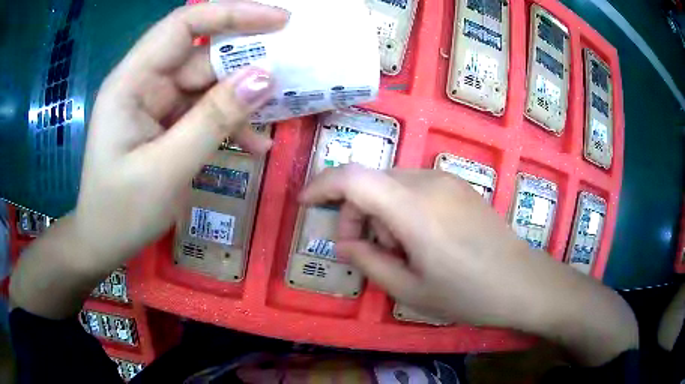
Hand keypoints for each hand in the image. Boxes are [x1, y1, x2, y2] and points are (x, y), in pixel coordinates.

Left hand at [73, 1, 287, 271]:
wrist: (104, 243)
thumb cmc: (121, 212)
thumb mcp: (166, 169)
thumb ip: (214, 120)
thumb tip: (266, 78)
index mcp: (131, 82)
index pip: (184, 26)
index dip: (232, 14)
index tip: (280, 20)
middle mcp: (145, 83)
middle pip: (202, 54)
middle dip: (246, 60)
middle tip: (294, 68)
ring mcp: (157, 103)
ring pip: (209, 85)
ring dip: (243, 99)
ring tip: (281, 113)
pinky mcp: (167, 123)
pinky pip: (205, 112)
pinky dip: (231, 124)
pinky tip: (255, 145)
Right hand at [300, 165, 637, 364]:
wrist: (523, 282)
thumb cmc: (469, 294)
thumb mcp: (410, 290)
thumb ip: (369, 262)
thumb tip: (344, 242)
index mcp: (414, 209)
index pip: (353, 177)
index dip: (321, 185)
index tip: (305, 204)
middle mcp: (428, 182)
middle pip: (371, 181)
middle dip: (354, 213)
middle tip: (363, 251)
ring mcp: (446, 180)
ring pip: (391, 184)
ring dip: (379, 213)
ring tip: (397, 251)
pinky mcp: (458, 186)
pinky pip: (413, 188)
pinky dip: (400, 209)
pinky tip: (419, 239)